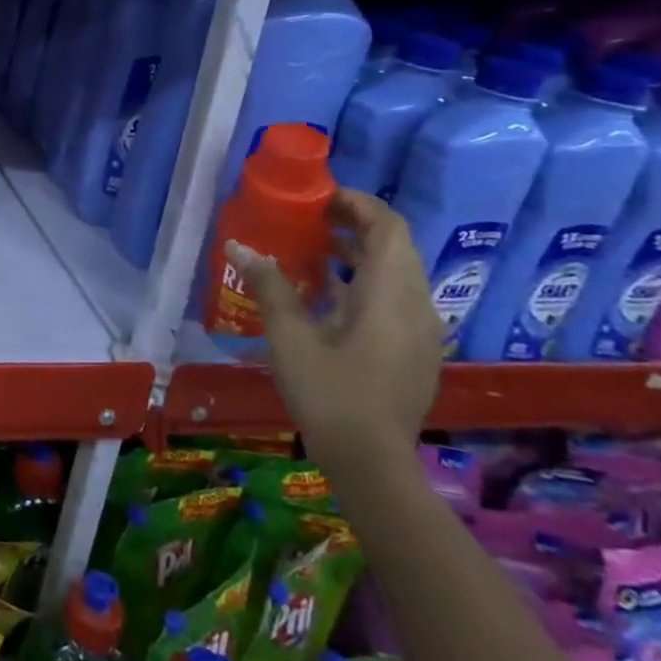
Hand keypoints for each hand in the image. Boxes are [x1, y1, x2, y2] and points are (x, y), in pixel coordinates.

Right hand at [226, 189, 441, 474]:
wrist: (373, 464)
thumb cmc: (330, 393)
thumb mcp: (290, 337)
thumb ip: (269, 286)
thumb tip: (240, 246)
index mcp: (390, 295)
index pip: (388, 227)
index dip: (357, 204)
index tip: (318, 196)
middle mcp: (416, 306)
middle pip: (394, 247)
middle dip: (354, 225)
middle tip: (308, 218)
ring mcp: (421, 332)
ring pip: (396, 274)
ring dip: (358, 253)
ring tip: (311, 250)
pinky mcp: (414, 352)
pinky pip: (394, 298)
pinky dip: (363, 282)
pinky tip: (325, 296)